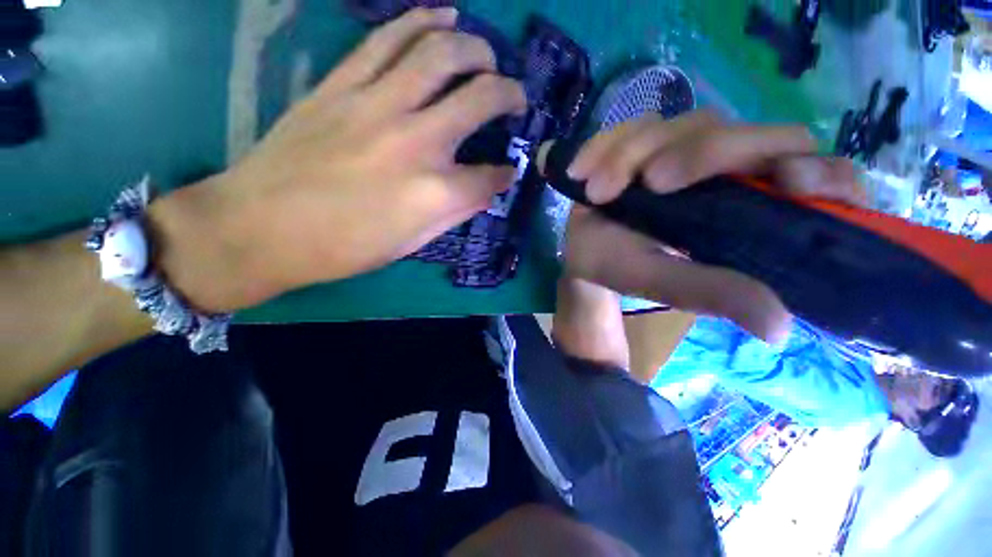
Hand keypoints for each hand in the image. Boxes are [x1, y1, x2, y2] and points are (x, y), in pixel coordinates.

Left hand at [151, 8, 525, 311]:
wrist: (262, 227)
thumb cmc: (345, 248)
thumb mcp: (412, 244)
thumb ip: (454, 213)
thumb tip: (483, 190)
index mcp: (434, 192)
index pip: (488, 176)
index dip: (503, 174)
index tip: (506, 173)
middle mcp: (415, 141)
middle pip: (479, 99)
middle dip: (508, 94)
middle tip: (515, 97)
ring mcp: (376, 105)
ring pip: (438, 53)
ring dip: (474, 48)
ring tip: (487, 56)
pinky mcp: (341, 85)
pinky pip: (388, 39)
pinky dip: (421, 21)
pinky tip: (443, 17)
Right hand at [562, 111, 863, 343]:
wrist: (584, 253)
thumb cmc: (625, 269)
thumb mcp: (665, 283)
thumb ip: (713, 294)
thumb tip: (778, 329)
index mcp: (751, 208)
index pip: (818, 175)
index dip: (822, 172)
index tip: (790, 181)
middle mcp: (729, 171)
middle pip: (745, 134)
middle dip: (697, 154)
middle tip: (649, 184)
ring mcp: (686, 149)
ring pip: (683, 125)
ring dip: (634, 153)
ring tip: (598, 192)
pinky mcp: (649, 141)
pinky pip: (635, 126)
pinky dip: (605, 144)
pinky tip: (581, 170)